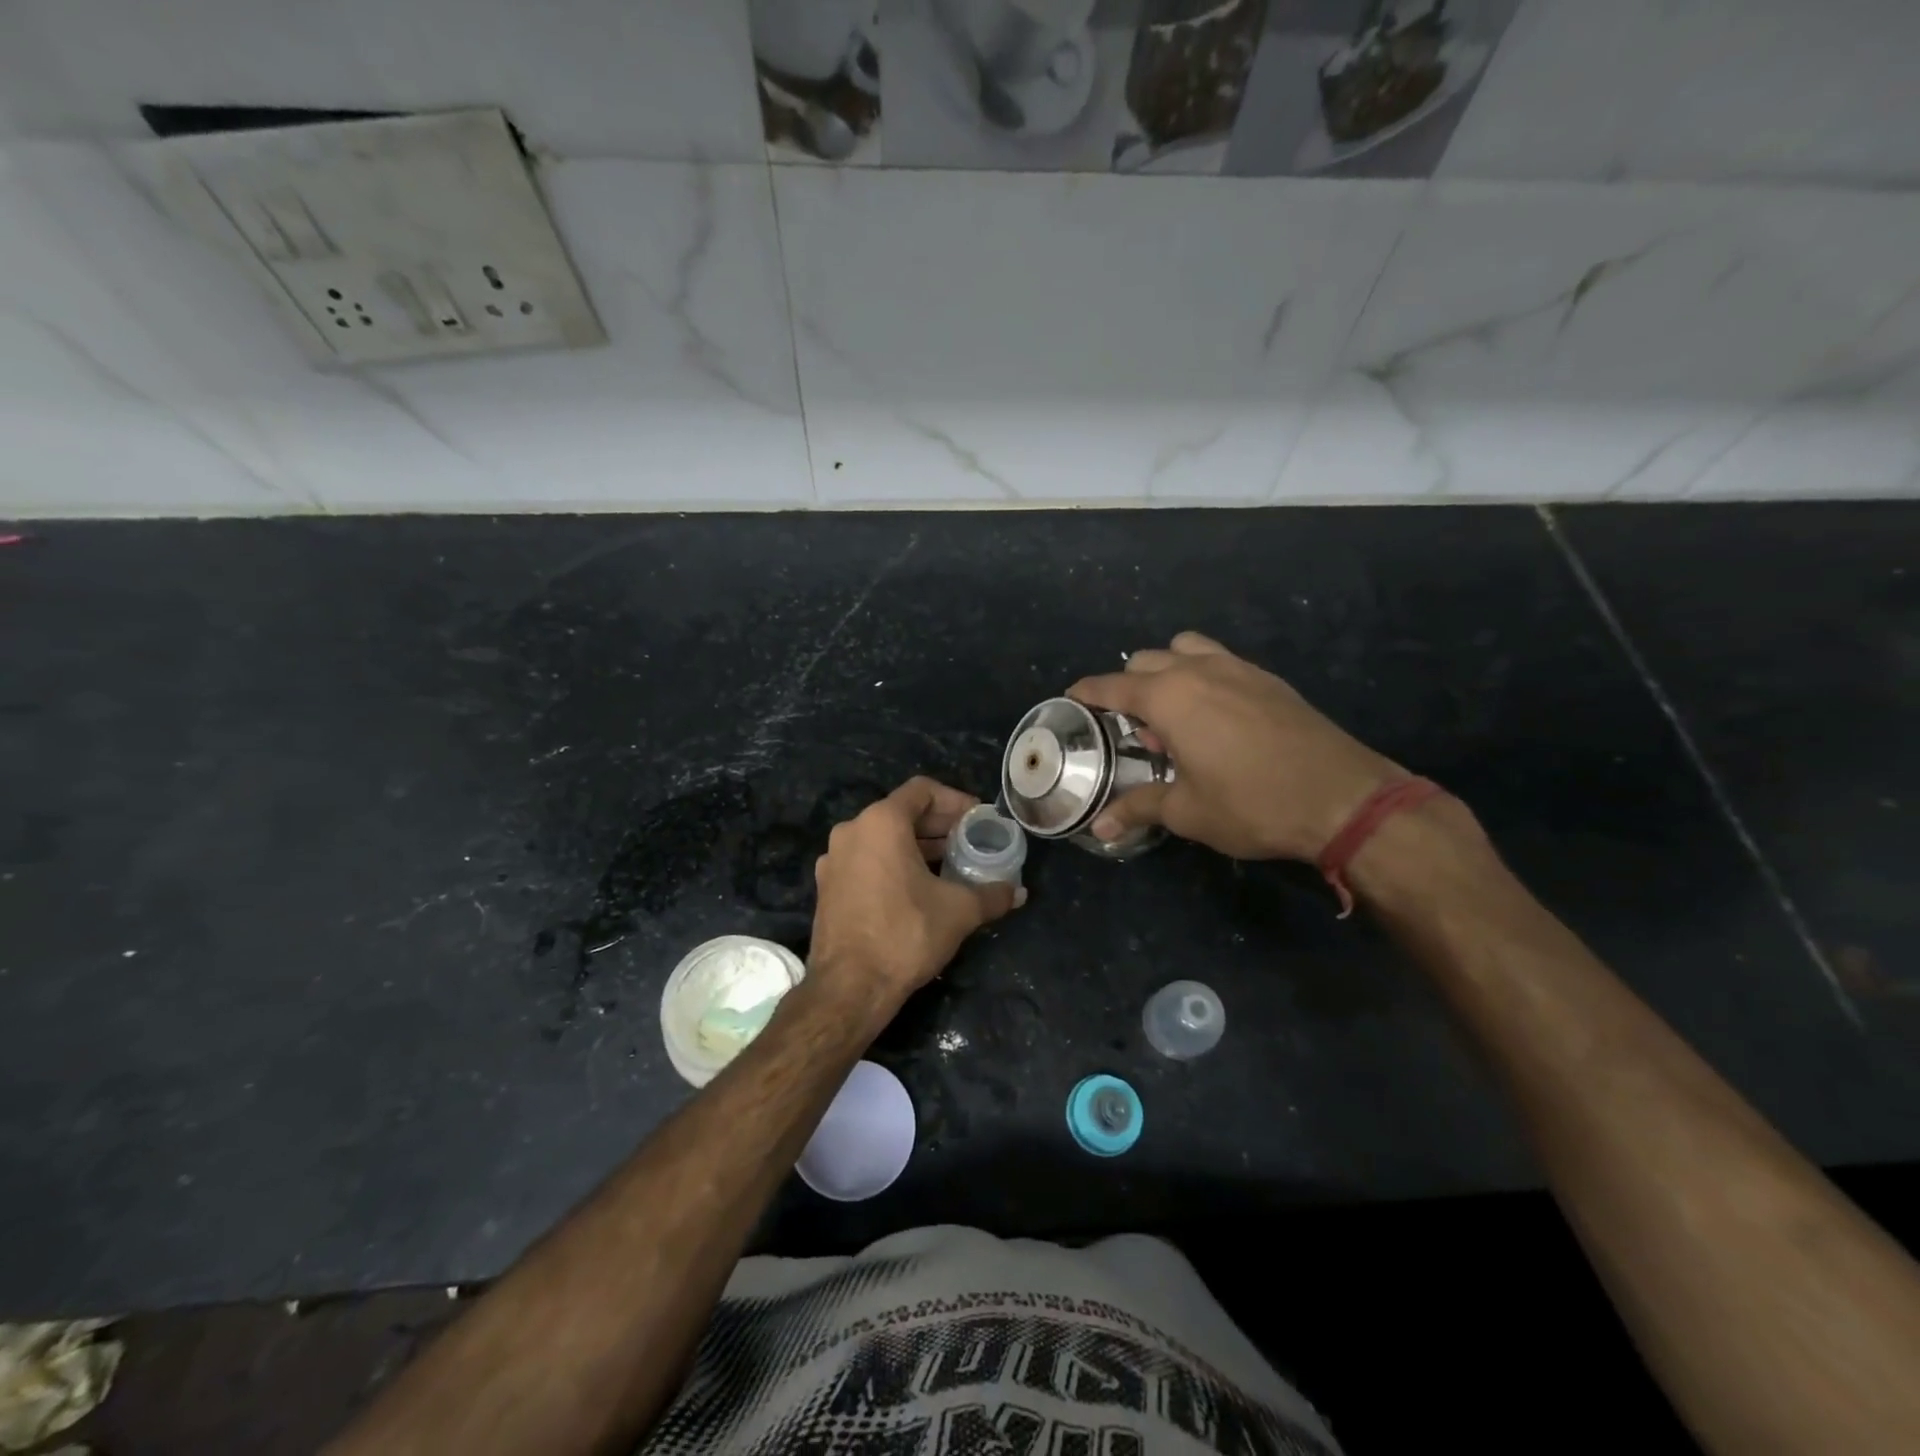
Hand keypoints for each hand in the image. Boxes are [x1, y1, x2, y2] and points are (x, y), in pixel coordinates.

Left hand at [809, 777, 1021, 1007]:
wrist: (850, 987)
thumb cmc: (906, 934)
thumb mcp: (959, 911)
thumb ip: (992, 894)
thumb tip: (1018, 892)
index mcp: (881, 822)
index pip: (922, 790)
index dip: (955, 800)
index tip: (977, 819)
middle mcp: (852, 831)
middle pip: (901, 813)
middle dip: (938, 825)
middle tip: (969, 841)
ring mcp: (834, 859)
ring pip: (882, 838)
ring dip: (917, 846)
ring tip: (949, 865)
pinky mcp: (828, 886)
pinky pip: (866, 860)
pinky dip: (893, 864)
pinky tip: (917, 889)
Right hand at [1069, 631, 1399, 860]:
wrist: (1342, 796)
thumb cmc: (1252, 803)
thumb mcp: (1188, 812)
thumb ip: (1139, 808)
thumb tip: (1099, 827)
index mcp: (1169, 698)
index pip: (1112, 687)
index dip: (1087, 692)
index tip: (1072, 697)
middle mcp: (1198, 671)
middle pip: (1145, 661)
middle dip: (1128, 685)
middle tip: (1130, 725)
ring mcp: (1237, 668)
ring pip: (1185, 649)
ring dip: (1167, 670)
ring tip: (1172, 711)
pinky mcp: (1268, 678)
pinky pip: (1219, 660)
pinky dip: (1202, 674)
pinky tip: (1214, 714)